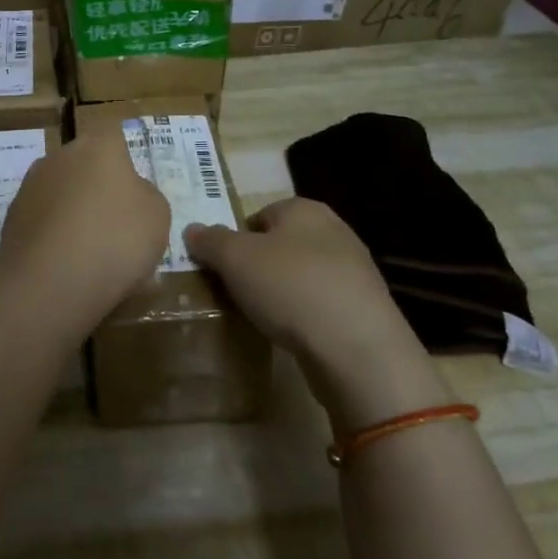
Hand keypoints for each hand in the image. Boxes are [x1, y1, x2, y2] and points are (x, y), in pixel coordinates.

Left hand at [0, 123, 170, 342]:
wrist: (49, 285)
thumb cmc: (116, 240)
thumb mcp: (157, 216)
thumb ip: (145, 195)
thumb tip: (130, 193)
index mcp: (97, 147)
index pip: (111, 134)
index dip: (123, 158)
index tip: (132, 187)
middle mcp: (58, 157)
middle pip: (83, 164)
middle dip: (96, 187)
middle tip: (115, 223)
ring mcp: (29, 188)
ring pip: (60, 193)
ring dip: (72, 212)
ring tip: (89, 252)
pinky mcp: (10, 220)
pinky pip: (42, 222)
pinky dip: (53, 237)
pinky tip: (65, 266)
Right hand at [184, 199, 450, 428]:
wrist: (356, 349)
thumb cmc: (290, 288)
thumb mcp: (235, 258)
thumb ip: (210, 240)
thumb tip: (193, 229)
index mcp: (305, 209)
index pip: (259, 214)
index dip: (236, 238)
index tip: (220, 267)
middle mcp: (334, 231)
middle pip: (281, 244)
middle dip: (257, 266)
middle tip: (234, 291)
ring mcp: (354, 271)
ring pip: (301, 275)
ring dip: (281, 292)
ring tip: (259, 316)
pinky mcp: (364, 309)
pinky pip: (320, 304)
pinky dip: (303, 315)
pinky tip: (289, 334)